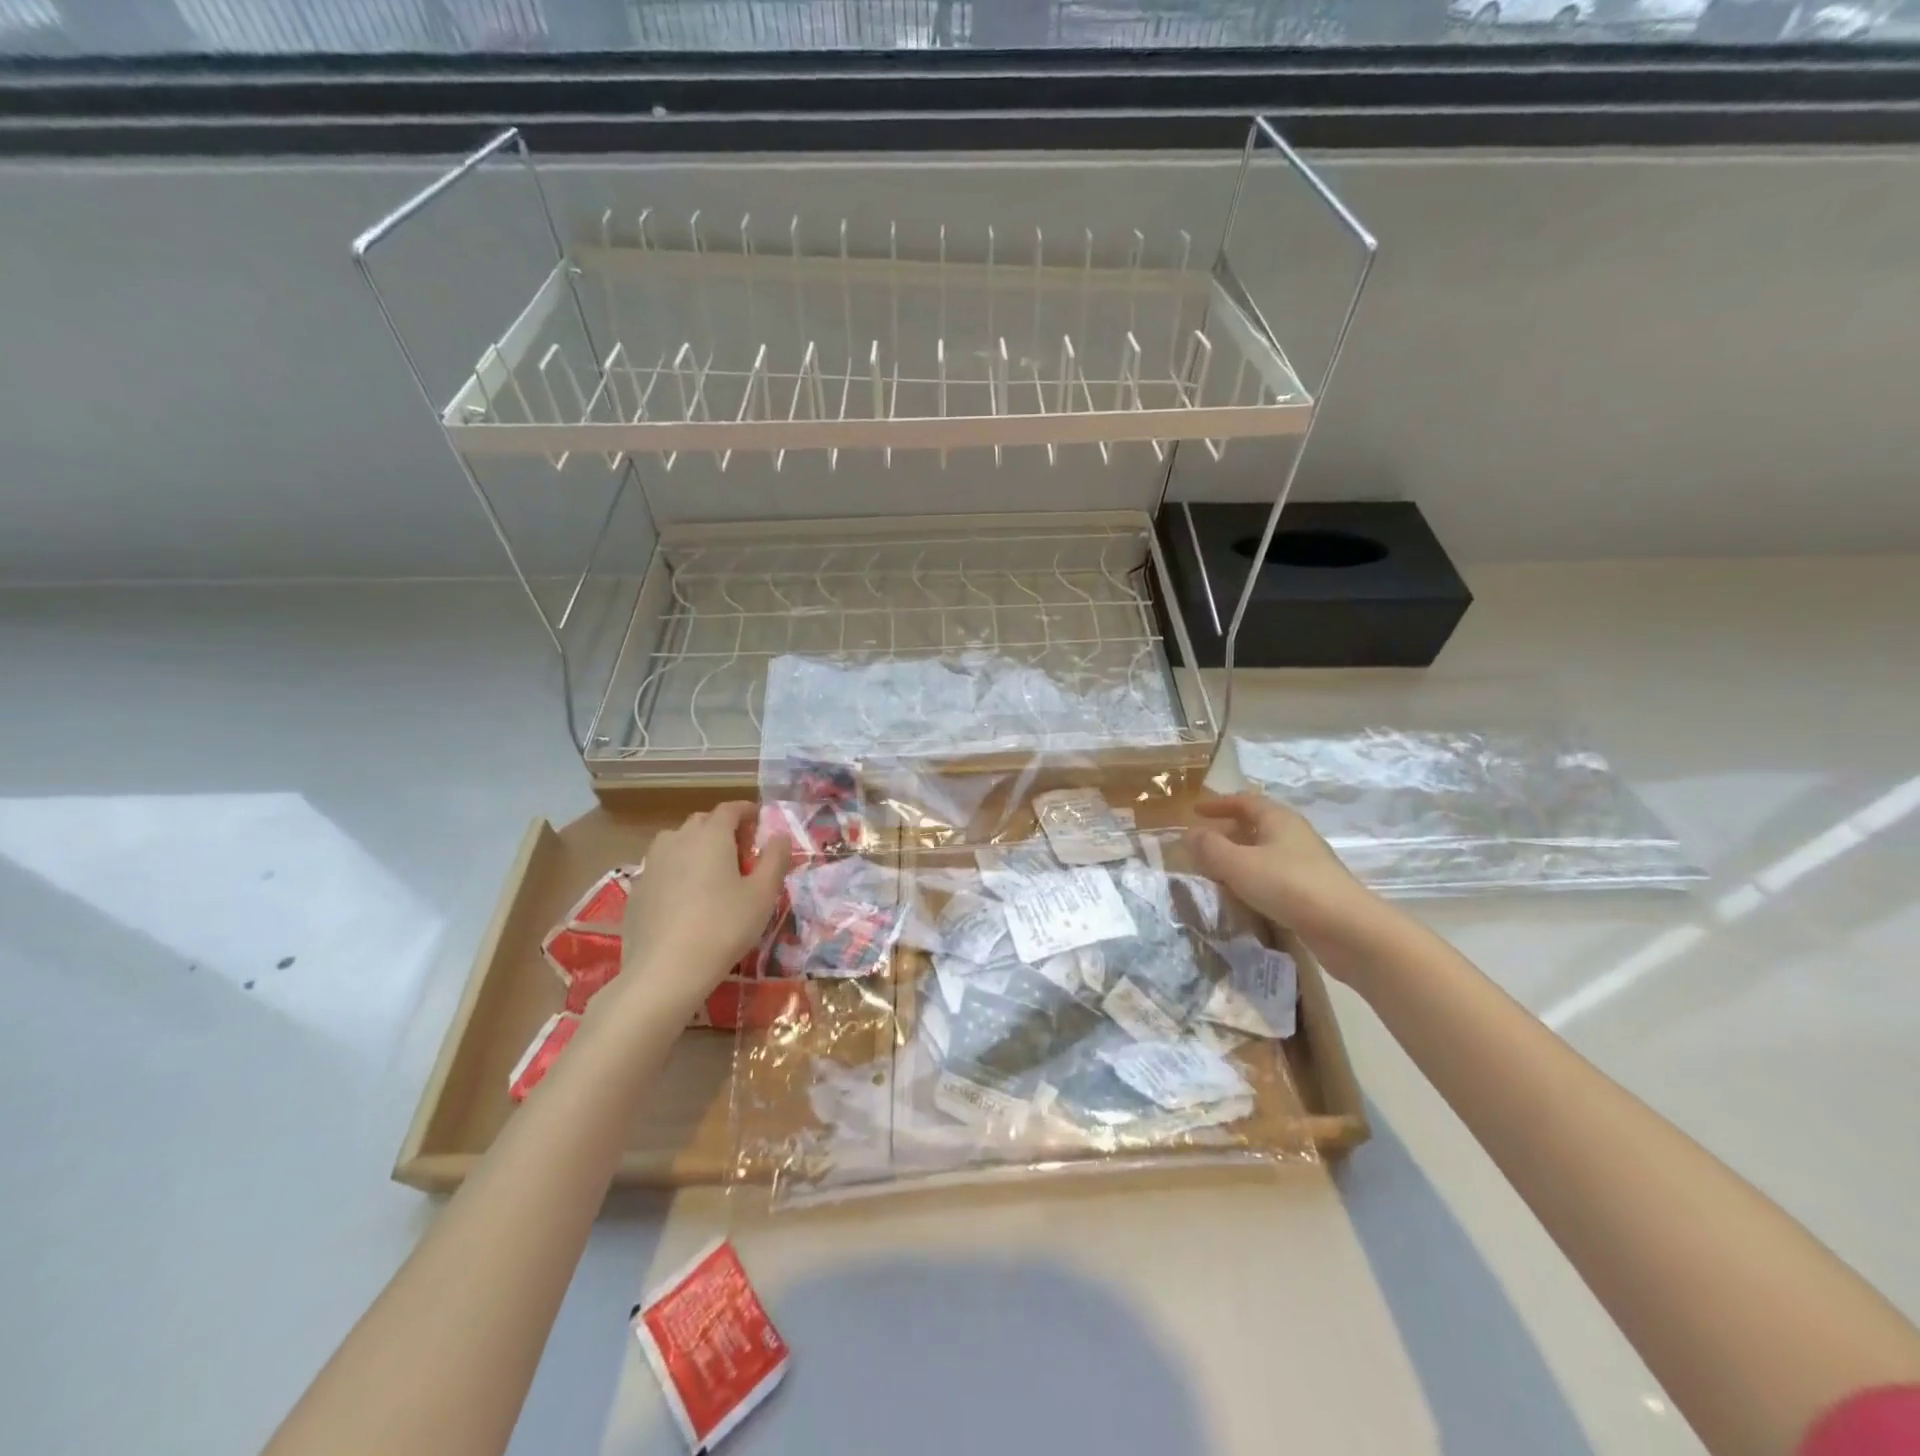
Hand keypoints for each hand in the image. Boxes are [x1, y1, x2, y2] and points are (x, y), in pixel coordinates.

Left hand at [614, 803, 792, 1016]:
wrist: (664, 971)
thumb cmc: (723, 927)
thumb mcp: (763, 895)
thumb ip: (776, 859)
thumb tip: (779, 836)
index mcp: (711, 835)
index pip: (730, 809)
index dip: (747, 811)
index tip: (760, 823)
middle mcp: (678, 839)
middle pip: (703, 822)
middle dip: (723, 830)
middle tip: (741, 854)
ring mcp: (652, 864)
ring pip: (678, 843)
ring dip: (697, 848)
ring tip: (712, 875)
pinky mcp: (637, 890)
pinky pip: (663, 869)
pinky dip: (678, 872)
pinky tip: (686, 901)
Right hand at [1186, 792, 1381, 967]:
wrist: (1348, 929)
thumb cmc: (1289, 886)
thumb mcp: (1239, 864)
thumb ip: (1209, 847)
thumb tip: (1188, 833)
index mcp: (1279, 819)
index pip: (1245, 801)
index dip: (1219, 804)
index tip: (1195, 812)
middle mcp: (1295, 835)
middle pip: (1257, 825)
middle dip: (1228, 832)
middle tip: (1203, 846)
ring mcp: (1307, 864)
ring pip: (1265, 853)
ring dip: (1240, 858)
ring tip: (1217, 873)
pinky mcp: (1313, 891)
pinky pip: (1275, 876)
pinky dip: (1254, 879)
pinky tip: (1244, 897)